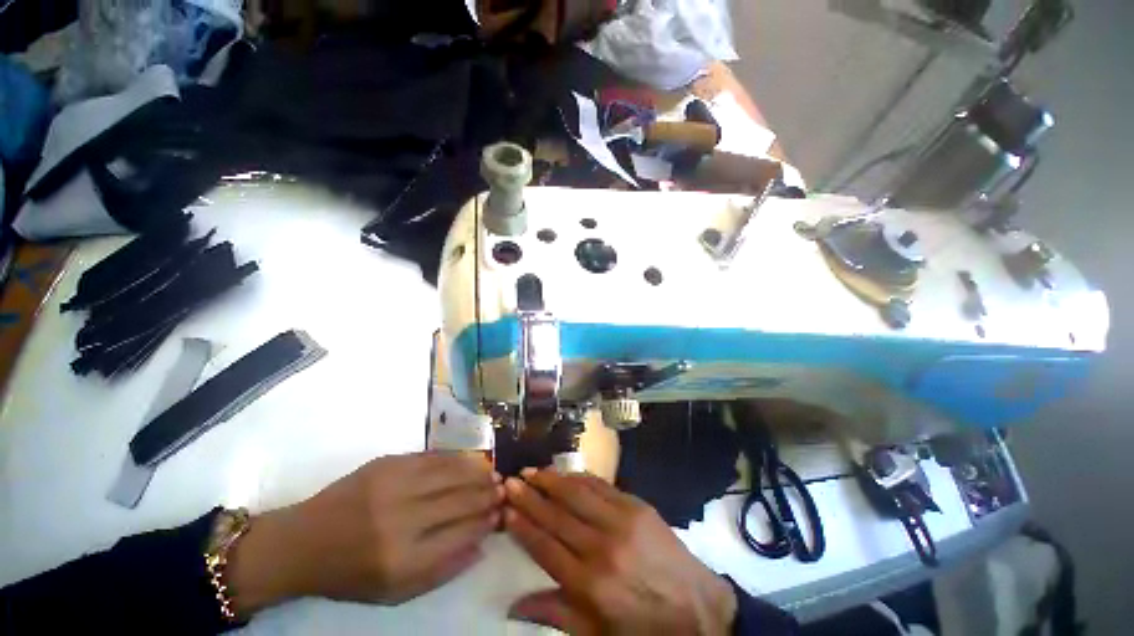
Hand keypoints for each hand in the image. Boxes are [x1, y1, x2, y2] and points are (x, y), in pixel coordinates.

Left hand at [228, 452, 502, 614]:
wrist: (303, 541)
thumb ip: (443, 570)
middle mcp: (401, 518)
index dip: (486, 521)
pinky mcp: (387, 463)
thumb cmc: (350, 574)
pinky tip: (469, 461)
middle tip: (503, 488)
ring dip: (477, 472)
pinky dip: (456, 459)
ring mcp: (393, 485)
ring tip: (493, 473)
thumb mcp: (395, 592)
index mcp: (403, 559)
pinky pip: (433, 457)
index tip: (500, 513)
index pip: (462, 533)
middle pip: (460, 499)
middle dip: (487, 493)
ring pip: (451, 472)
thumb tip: (482, 543)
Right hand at [504, 468, 736, 634]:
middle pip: (556, 514)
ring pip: (576, 493)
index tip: (505, 508)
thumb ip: (554, 614)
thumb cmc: (642, 626)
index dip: (522, 525)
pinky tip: (565, 473)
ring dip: (551, 479)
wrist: (697, 608)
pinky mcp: (637, 505)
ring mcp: (621, 520)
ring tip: (532, 470)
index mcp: (590, 584)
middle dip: (530, 496)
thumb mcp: (596, 634)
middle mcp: (602, 546)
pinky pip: (601, 485)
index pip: (544, 546)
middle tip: (511, 480)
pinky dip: (579, 477)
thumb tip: (511, 606)